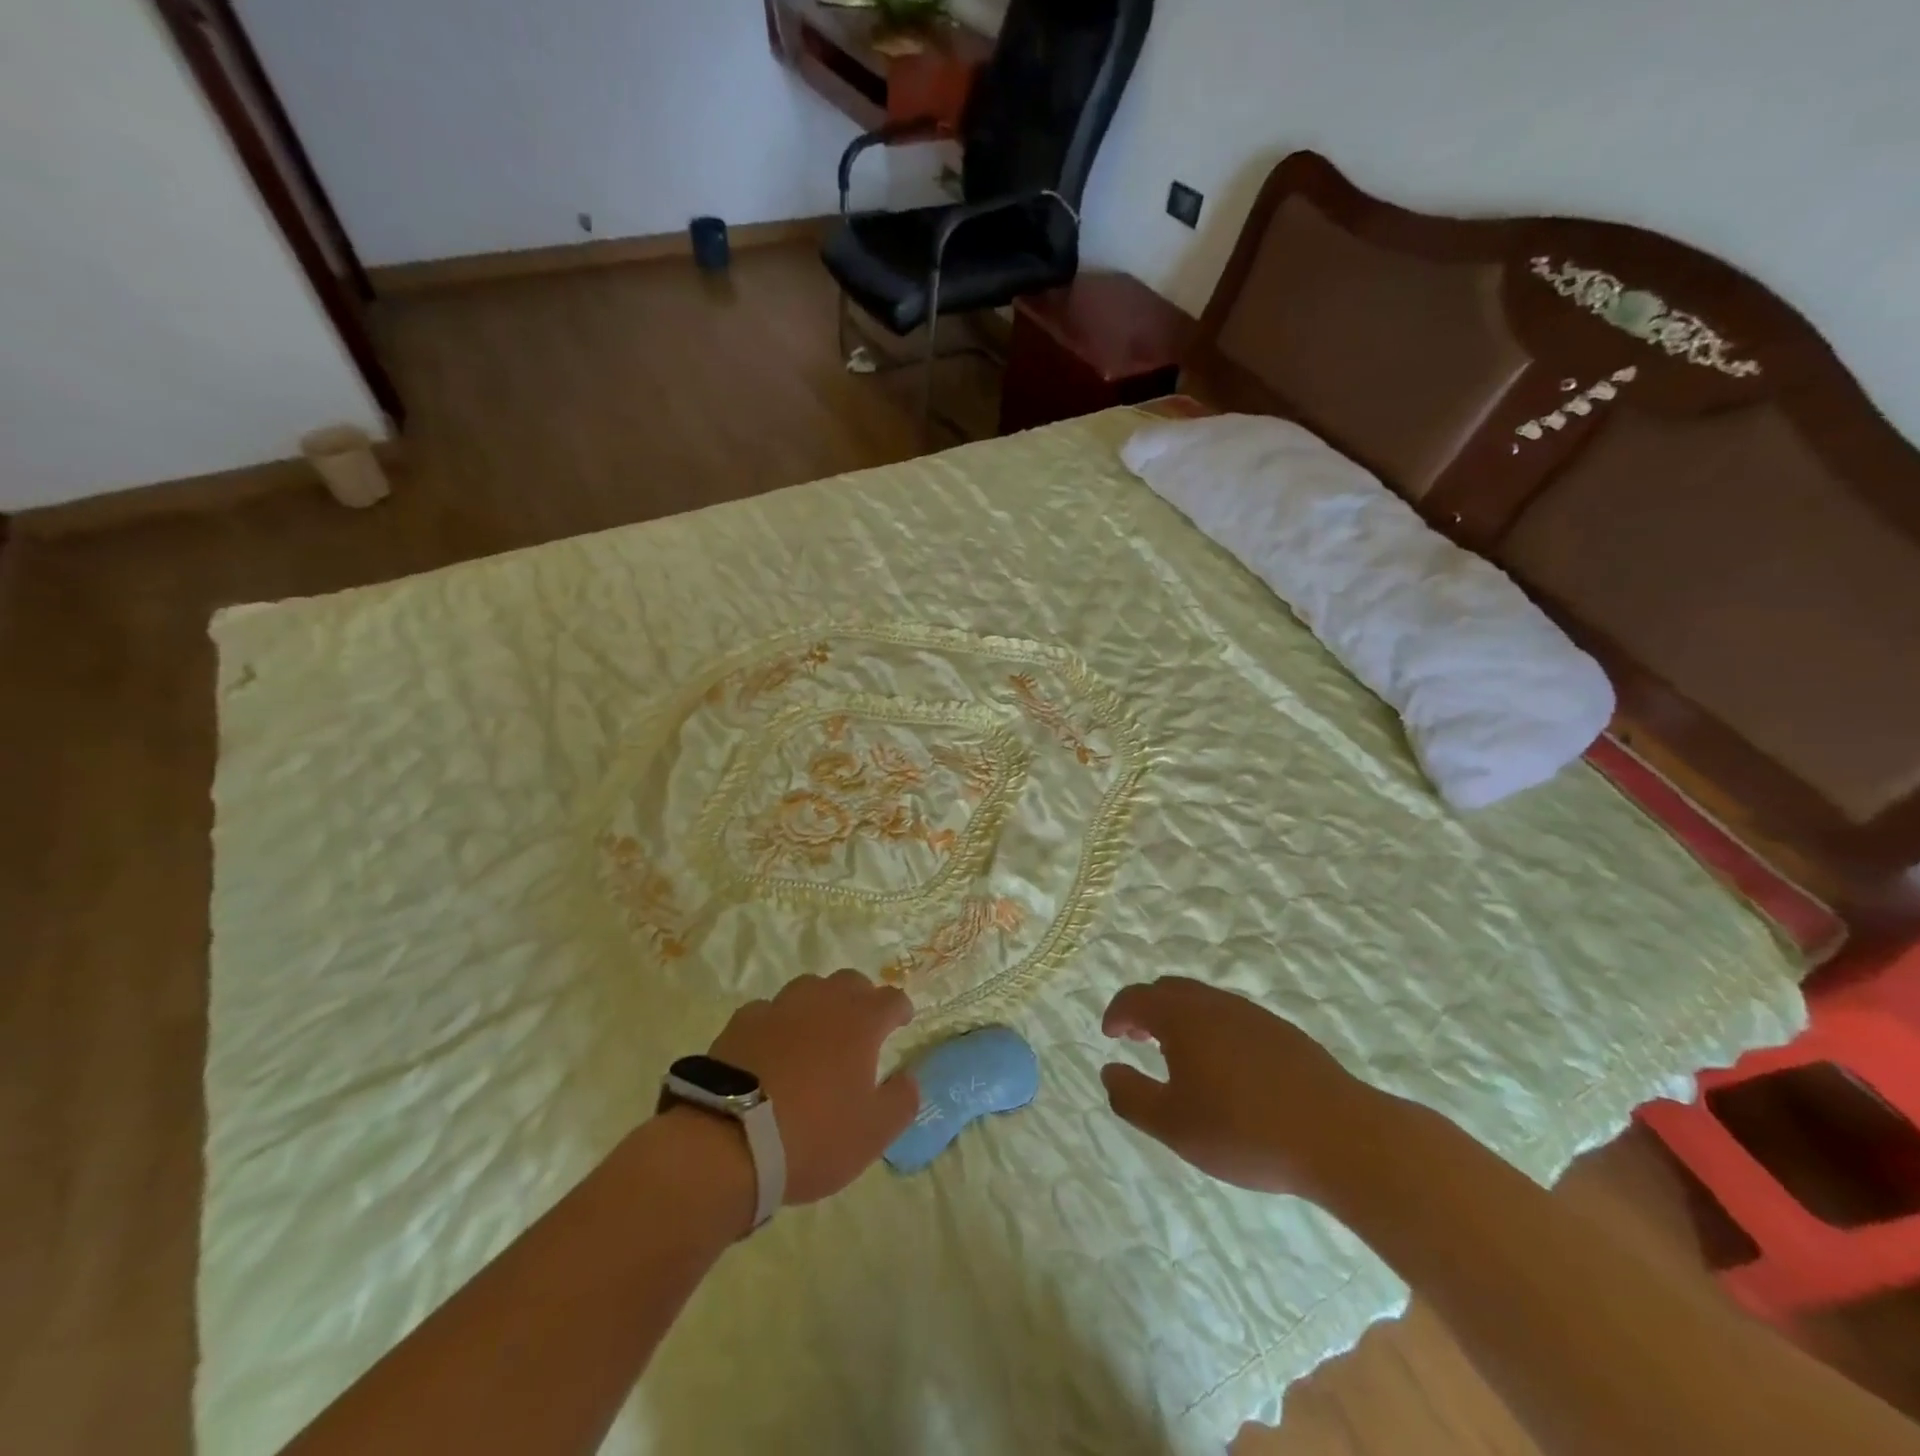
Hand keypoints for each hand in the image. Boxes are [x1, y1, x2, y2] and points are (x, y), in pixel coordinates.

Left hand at [705, 969, 918, 1207]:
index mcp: (860, 1021)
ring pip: (808, 989)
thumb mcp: (873, 1132)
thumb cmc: (814, 1134)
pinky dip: (777, 1024)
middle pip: (849, 982)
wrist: (730, 1140)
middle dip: (861, 998)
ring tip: (816, 1032)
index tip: (902, 1021)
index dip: (900, 1008)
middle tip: (861, 1025)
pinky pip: (768, 1011)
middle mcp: (822, 1001)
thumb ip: (901, 1100)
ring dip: (818, 1004)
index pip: (891, 998)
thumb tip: (908, 1078)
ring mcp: (779, 1007)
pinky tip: (772, 1047)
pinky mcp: (741, 1022)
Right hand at [1100, 977, 1396, 1202]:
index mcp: (1182, 1017)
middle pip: (1169, 990)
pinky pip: (1231, 1016)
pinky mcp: (1281, 1032)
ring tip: (1178, 1055)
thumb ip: (1132, 1097)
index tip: (1109, 1034)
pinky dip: (1211, 1028)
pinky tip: (1224, 1068)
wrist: (1339, 1136)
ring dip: (1180, 1018)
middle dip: (1146, 1009)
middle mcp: (1213, 1003)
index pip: (1136, 998)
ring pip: (1203, 1001)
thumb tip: (1108, 1071)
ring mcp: (1251, 1014)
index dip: (1116, 1013)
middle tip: (1137, 1038)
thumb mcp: (1174, 1126)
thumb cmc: (1244, 1131)